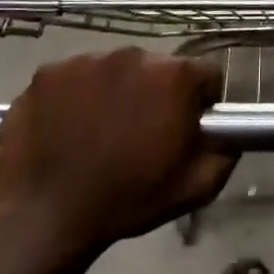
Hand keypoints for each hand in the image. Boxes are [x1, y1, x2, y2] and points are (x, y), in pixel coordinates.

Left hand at [0, 50, 229, 258]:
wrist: (46, 217)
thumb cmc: (129, 200)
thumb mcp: (198, 186)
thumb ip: (225, 151)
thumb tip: (228, 133)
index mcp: (175, 76)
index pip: (206, 74)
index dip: (202, 101)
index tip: (187, 127)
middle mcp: (133, 55)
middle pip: (159, 68)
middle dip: (157, 93)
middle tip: (142, 132)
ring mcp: (86, 60)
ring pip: (115, 70)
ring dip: (117, 91)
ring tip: (101, 130)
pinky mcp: (47, 72)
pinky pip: (75, 77)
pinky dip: (76, 95)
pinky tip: (69, 126)